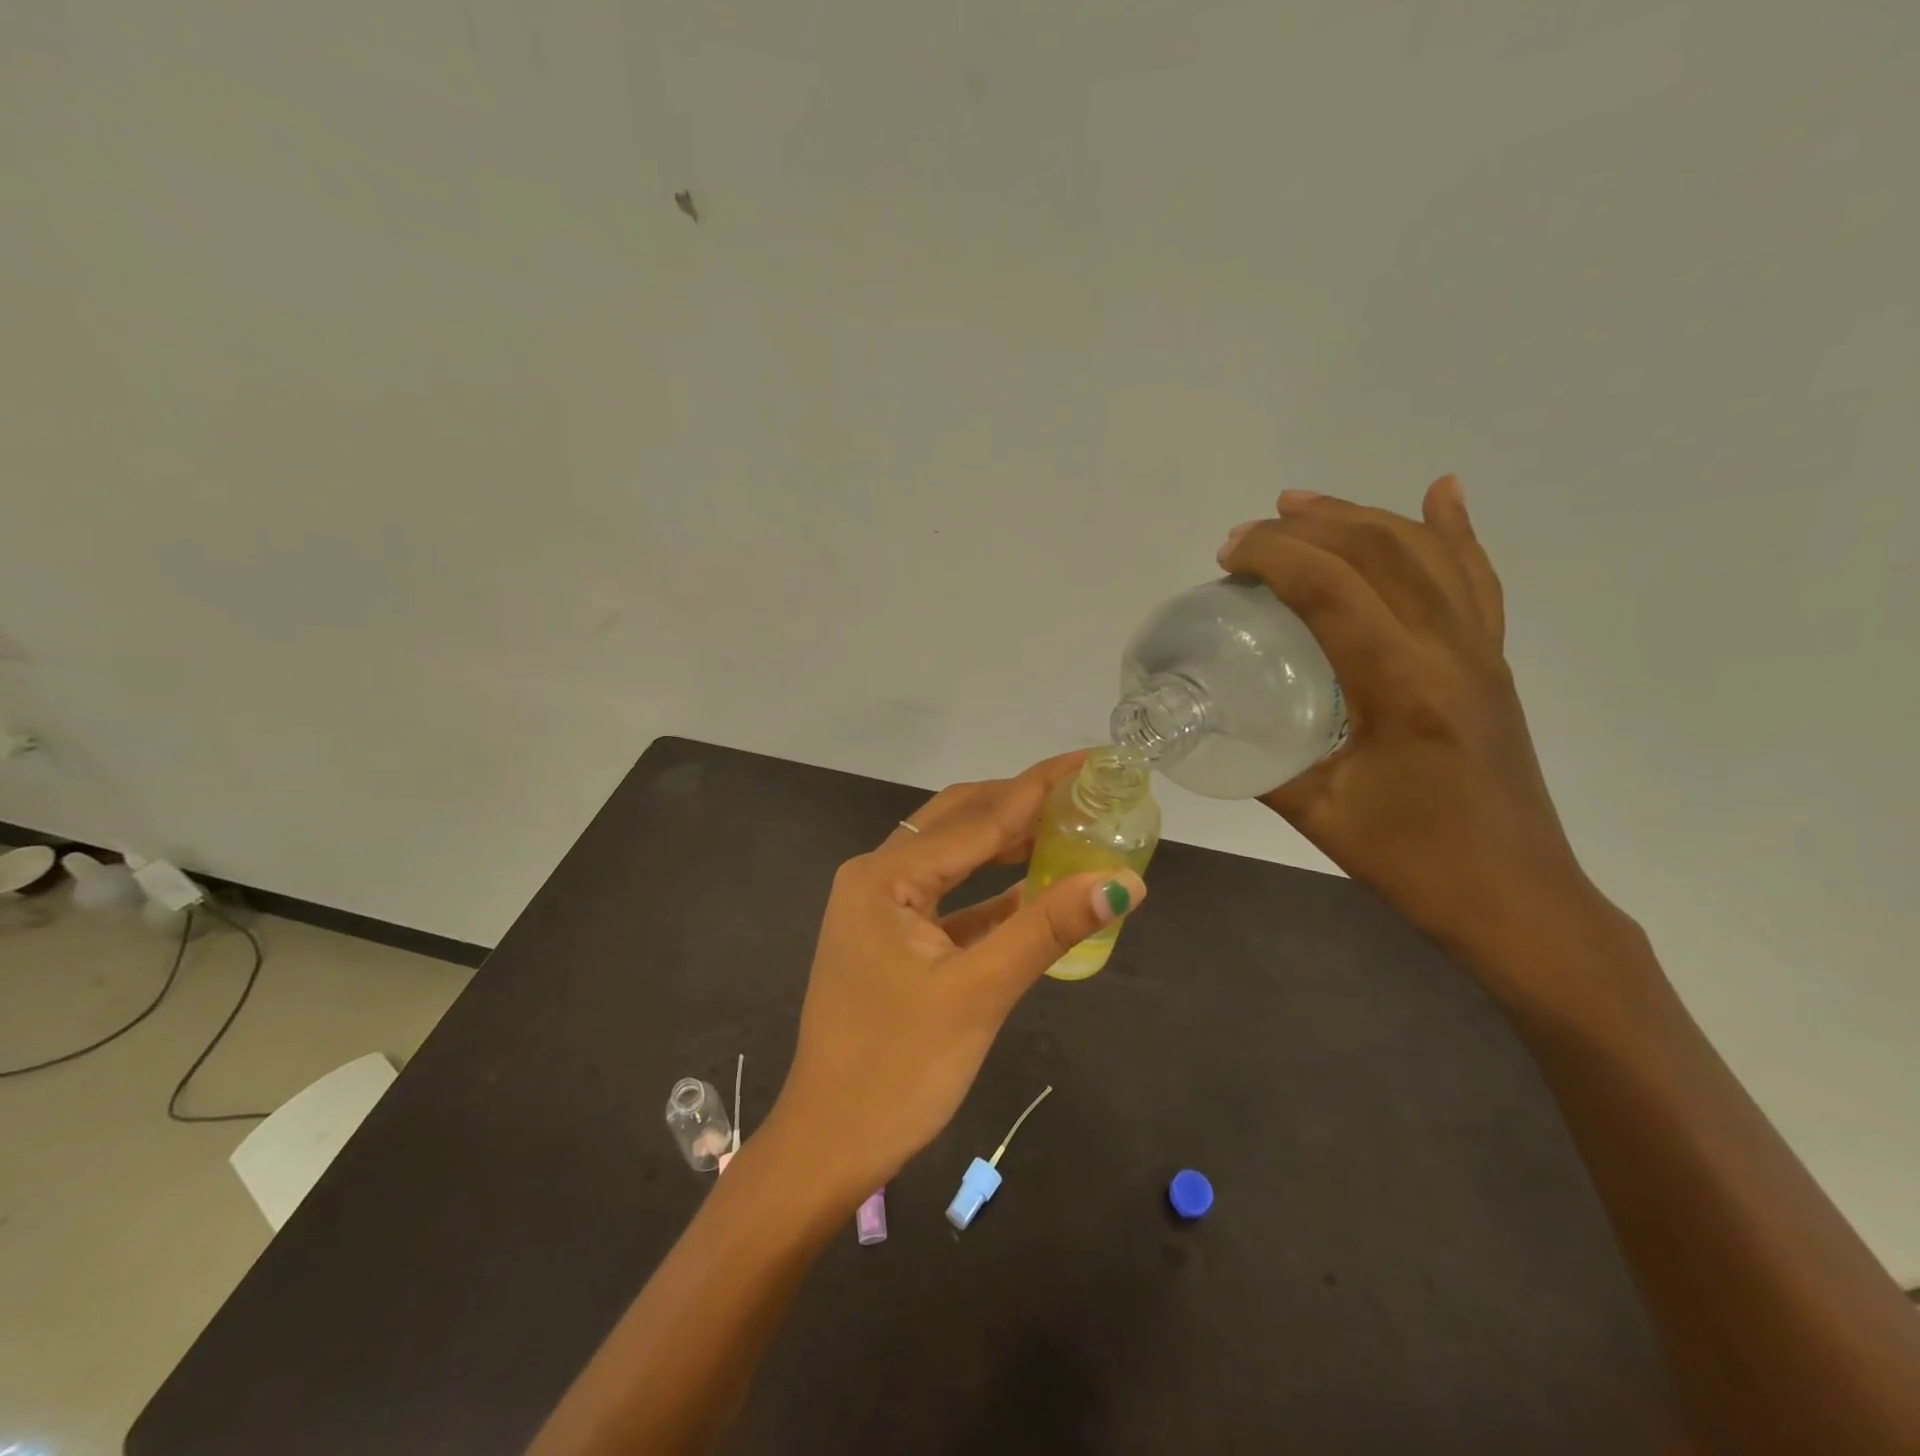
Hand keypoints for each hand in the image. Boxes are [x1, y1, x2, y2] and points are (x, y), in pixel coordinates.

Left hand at [762, 753, 1147, 1203]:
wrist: (830, 1145)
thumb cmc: (897, 1069)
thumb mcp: (978, 993)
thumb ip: (1047, 929)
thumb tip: (1123, 881)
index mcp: (885, 875)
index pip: (979, 817)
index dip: (1039, 787)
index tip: (1091, 760)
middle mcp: (877, 876)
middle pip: (961, 822)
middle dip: (1022, 804)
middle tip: (1085, 791)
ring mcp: (881, 907)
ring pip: (955, 858)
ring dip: (1008, 844)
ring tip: (1070, 827)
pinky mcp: (892, 938)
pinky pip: (950, 898)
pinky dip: (992, 892)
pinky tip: (1036, 888)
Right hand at [1217, 478, 1610, 990]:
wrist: (1518, 899)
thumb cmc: (1414, 862)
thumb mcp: (1317, 812)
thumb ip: (1257, 760)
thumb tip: (1206, 722)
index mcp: (1404, 686)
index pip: (1334, 589)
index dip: (1275, 556)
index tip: (1227, 554)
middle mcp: (1452, 651)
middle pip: (1380, 553)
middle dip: (1308, 527)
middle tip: (1248, 533)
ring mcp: (1482, 652)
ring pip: (1427, 554)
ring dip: (1363, 517)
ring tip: (1305, 504)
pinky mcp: (1493, 664)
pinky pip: (1476, 581)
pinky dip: (1455, 532)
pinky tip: (1441, 494)